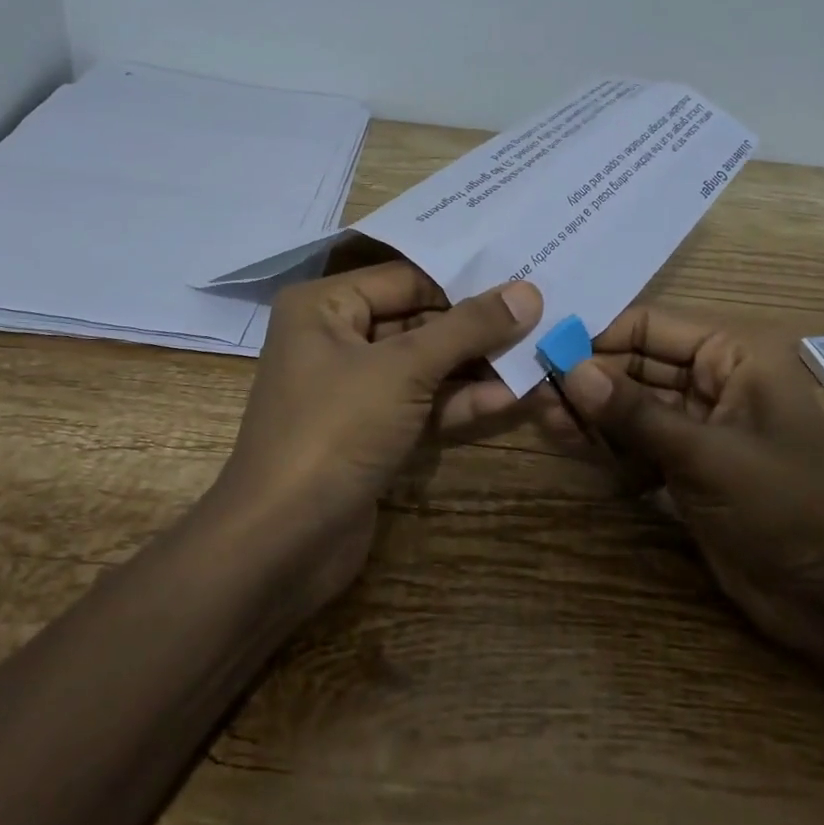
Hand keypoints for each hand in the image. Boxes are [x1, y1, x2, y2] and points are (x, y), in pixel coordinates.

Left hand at [211, 261, 541, 608]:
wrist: (282, 545)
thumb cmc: (335, 432)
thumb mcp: (404, 369)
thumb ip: (468, 328)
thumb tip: (527, 291)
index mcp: (324, 307)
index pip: (408, 279)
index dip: (466, 282)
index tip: (525, 283)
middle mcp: (336, 339)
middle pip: (419, 321)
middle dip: (477, 329)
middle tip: (541, 321)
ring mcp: (353, 390)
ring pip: (424, 365)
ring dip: (477, 367)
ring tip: (538, 359)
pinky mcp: (371, 432)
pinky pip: (420, 404)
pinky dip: (460, 402)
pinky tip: (512, 397)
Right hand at [556, 307, 823, 653]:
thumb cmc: (786, 505)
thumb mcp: (707, 454)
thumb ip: (636, 413)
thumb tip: (570, 370)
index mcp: (733, 356)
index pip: (652, 326)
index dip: (599, 335)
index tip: (545, 347)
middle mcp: (714, 382)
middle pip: (637, 365)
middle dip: (590, 377)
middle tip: (535, 390)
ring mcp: (700, 427)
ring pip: (633, 406)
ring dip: (593, 412)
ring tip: (545, 419)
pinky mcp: (689, 468)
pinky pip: (639, 443)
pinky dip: (609, 446)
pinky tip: (573, 447)